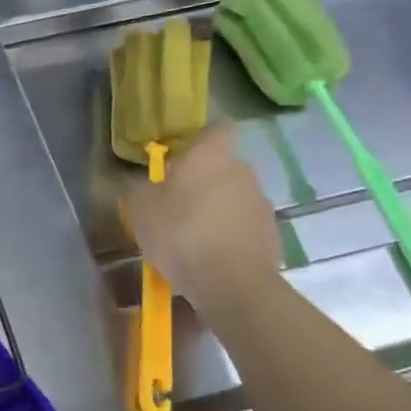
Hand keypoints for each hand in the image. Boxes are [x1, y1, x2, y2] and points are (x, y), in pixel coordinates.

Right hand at [121, 123, 281, 306]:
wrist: (232, 283)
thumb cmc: (180, 233)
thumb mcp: (140, 209)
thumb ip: (139, 188)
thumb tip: (143, 182)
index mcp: (211, 155)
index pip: (218, 128)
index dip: (202, 138)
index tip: (182, 155)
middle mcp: (242, 171)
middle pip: (223, 166)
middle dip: (203, 180)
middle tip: (176, 203)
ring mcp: (261, 203)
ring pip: (234, 197)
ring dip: (216, 209)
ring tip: (192, 236)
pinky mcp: (271, 234)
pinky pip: (244, 226)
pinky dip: (229, 235)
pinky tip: (210, 257)